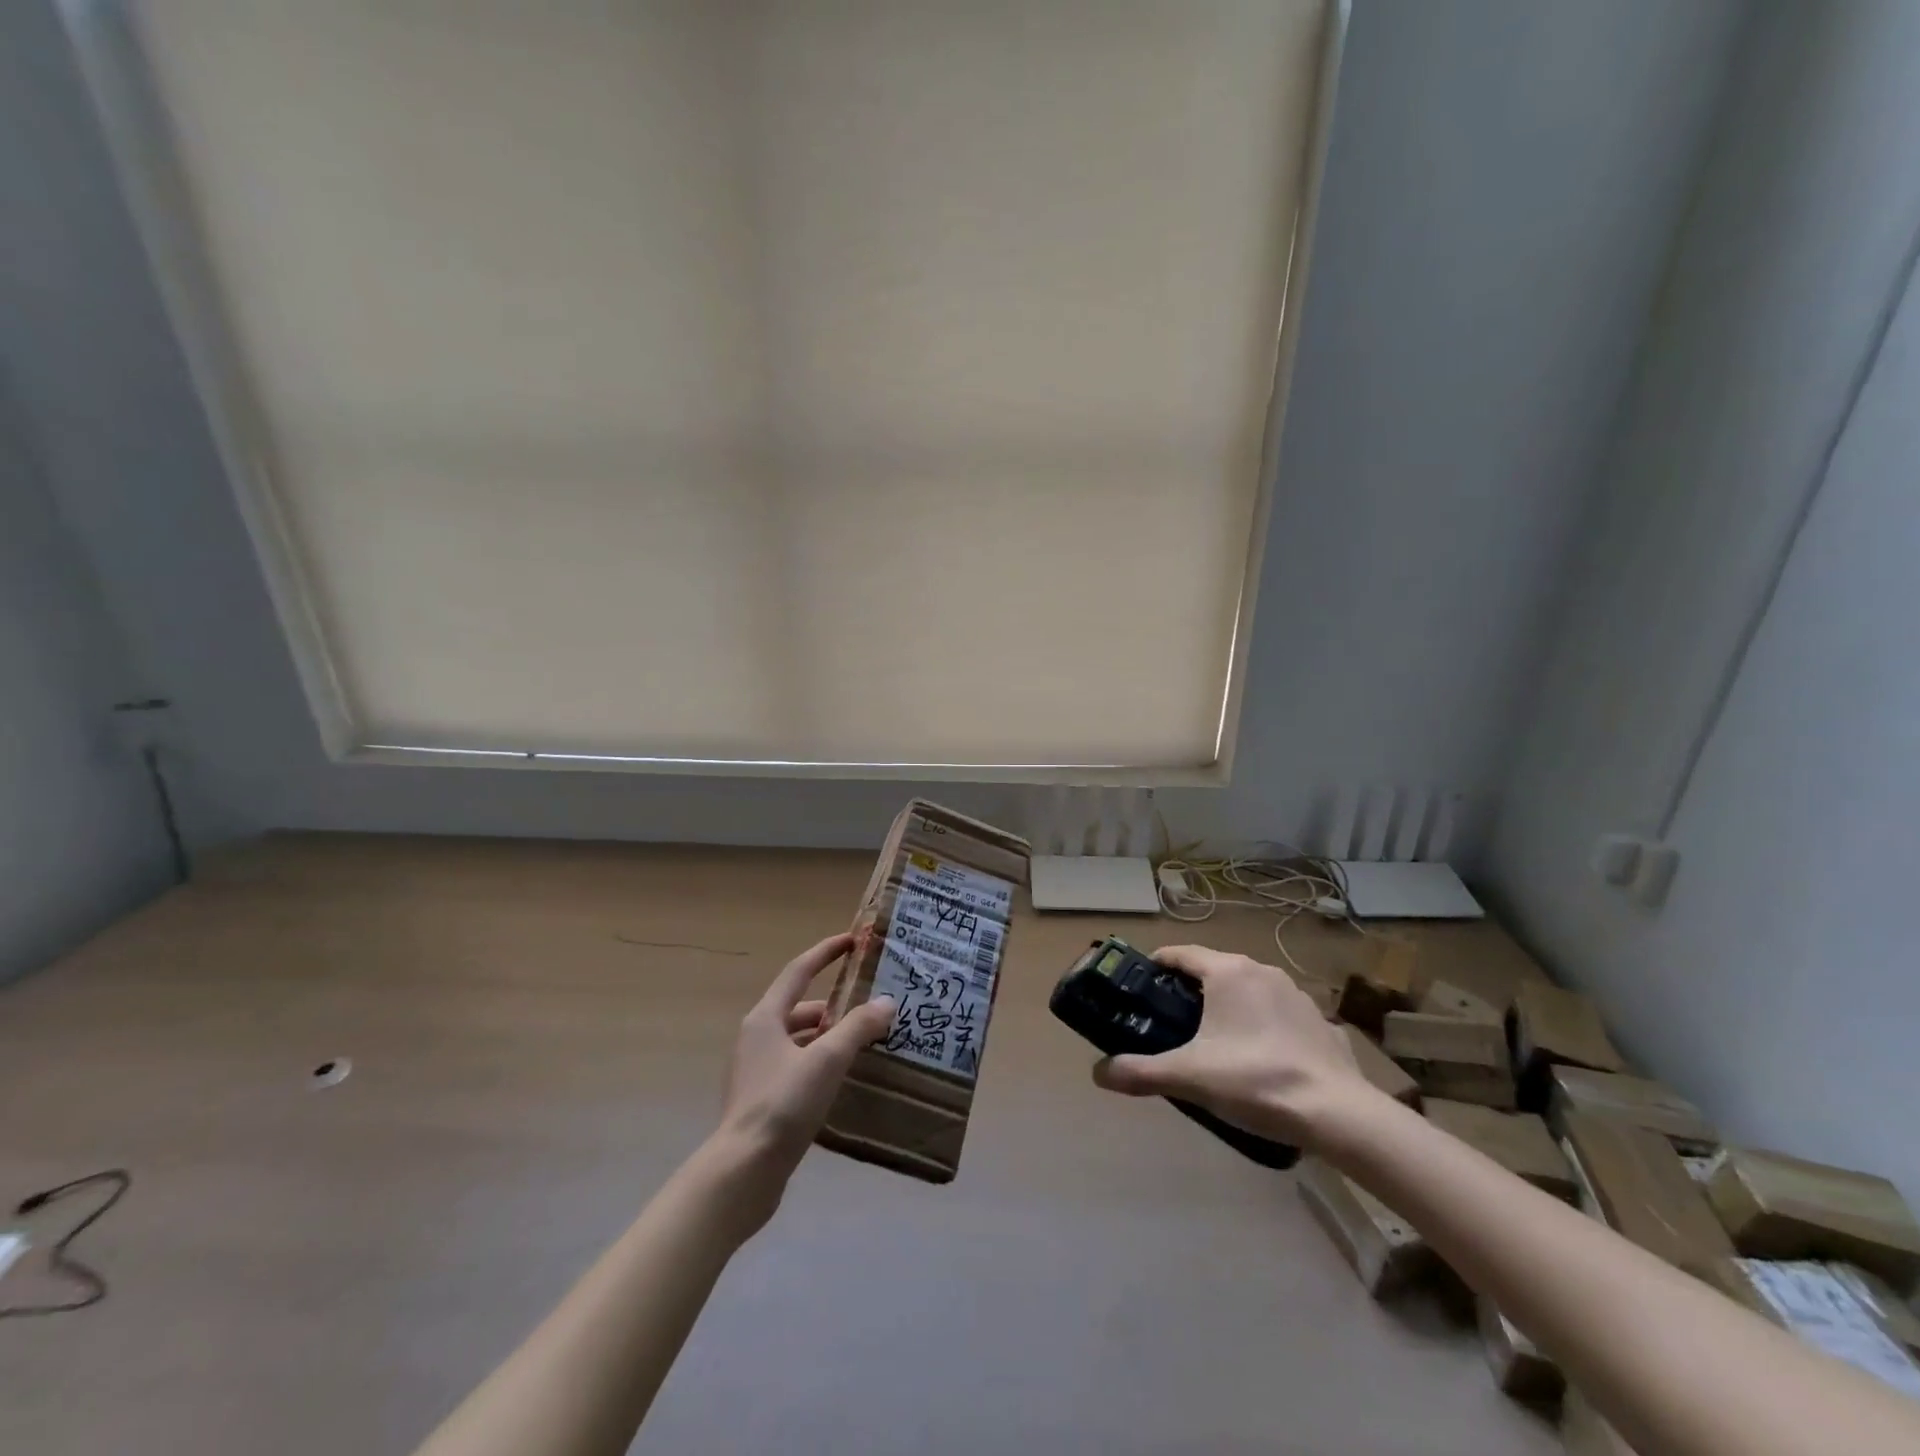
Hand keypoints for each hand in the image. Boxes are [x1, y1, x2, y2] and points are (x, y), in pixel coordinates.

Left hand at [711, 933, 894, 1223]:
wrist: (742, 1172)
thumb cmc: (783, 1104)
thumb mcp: (827, 1060)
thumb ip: (858, 1028)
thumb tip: (887, 1002)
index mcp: (765, 1018)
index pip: (799, 971)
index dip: (826, 952)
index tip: (852, 940)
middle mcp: (756, 1037)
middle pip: (800, 1007)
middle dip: (835, 1004)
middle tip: (870, 1007)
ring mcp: (756, 1071)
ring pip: (799, 1040)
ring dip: (829, 1037)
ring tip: (864, 1044)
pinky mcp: (761, 1100)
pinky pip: (797, 1067)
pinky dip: (820, 1064)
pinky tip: (843, 1081)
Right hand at [1090, 944, 1375, 1147]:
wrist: (1338, 1113)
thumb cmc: (1254, 1079)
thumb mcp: (1188, 1077)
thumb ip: (1140, 1072)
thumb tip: (1097, 1074)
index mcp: (1228, 972)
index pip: (1180, 953)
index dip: (1157, 965)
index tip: (1141, 984)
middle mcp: (1261, 971)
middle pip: (1214, 969)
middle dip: (1191, 989)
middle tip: (1171, 1019)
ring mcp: (1296, 994)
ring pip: (1249, 990)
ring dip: (1229, 1006)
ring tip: (1215, 1040)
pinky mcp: (1320, 1021)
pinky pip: (1280, 1015)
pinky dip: (1264, 1026)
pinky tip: (1261, 1058)